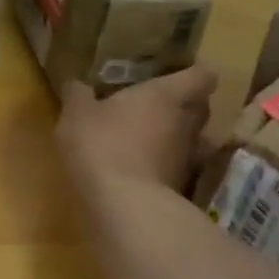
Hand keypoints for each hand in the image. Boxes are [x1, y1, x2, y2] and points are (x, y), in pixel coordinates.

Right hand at [56, 63, 218, 192]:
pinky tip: (139, 166)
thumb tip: (77, 84)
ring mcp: (188, 158)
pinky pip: (177, 166)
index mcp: (166, 95)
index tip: (180, 71)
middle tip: (158, 102)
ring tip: (147, 136)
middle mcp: (186, 123)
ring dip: (174, 136)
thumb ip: (78, 95)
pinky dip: (163, 163)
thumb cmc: (102, 144)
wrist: (125, 206)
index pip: (201, 76)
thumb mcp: (77, 114)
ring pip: (191, 139)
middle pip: (201, 107)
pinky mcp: (181, 187)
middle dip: (185, 103)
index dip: (195, 72)